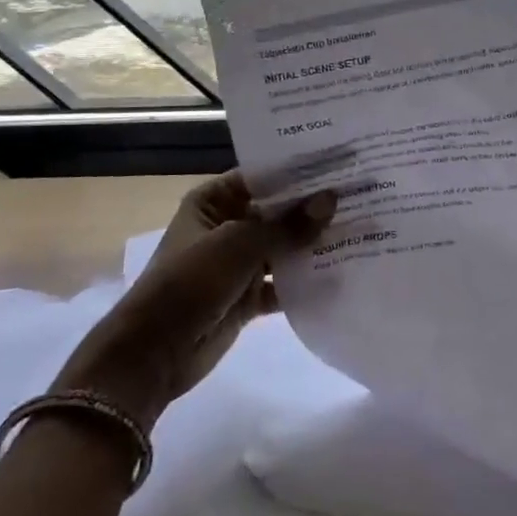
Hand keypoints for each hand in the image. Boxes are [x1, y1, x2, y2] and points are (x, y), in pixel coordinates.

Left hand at [52, 172, 335, 422]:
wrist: (153, 353)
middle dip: (314, 207)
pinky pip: (283, 282)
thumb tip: (332, 199)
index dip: (299, 170)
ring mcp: (239, 263)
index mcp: (215, 201)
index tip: (341, 162)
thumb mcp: (240, 245)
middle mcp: (228, 226)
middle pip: (278, 211)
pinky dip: (306, 280)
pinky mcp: (248, 297)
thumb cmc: (191, 281)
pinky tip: (343, 272)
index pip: (263, 176)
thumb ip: (288, 225)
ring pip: (284, 247)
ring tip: (363, 228)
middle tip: (363, 193)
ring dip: (314, 243)